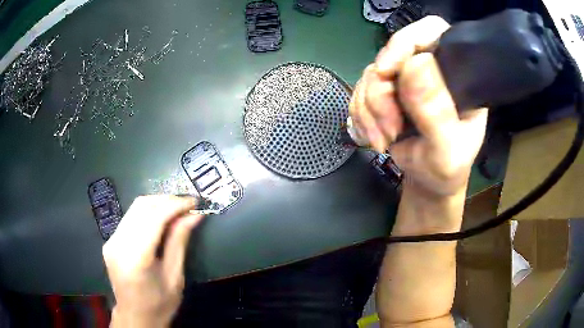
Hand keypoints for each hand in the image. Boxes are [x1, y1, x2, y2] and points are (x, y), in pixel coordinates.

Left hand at [103, 195, 203, 327]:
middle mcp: (118, 244)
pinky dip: (147, 213)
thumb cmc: (159, 304)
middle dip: (166, 200)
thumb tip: (194, 215)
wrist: (135, 317)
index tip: (195, 202)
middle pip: (141, 207)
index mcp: (135, 258)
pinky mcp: (110, 241)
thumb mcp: (175, 277)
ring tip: (177, 210)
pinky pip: (130, 218)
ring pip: (134, 208)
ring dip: (157, 204)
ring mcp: (111, 241)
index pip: (154, 218)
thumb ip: (179, 242)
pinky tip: (160, 220)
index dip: (175, 205)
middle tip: (187, 205)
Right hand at [349, 16, 487, 196]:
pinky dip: (362, 116)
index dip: (406, 41)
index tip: (387, 70)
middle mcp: (430, 70)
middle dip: (381, 93)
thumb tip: (416, 63)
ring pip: (371, 75)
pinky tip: (375, 136)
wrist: (428, 183)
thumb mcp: (447, 148)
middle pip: (392, 55)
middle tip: (390, 127)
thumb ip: (436, 111)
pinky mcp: (386, 93)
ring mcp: (405, 80)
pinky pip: (359, 92)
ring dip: (370, 110)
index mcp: (457, 74)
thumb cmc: (446, 170)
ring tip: (384, 138)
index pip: (432, 32)